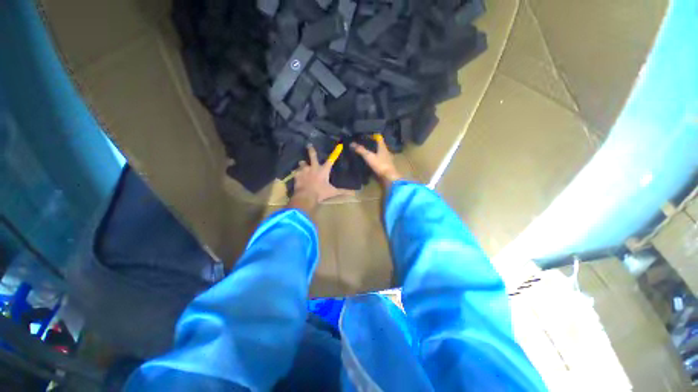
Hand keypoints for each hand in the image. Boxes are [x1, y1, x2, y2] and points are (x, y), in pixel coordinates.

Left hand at [288, 144, 353, 214]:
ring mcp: (304, 170)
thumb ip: (343, 191)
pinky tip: (296, 174)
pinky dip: (297, 173)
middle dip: (311, 150)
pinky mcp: (297, 175)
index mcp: (323, 170)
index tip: (339, 146)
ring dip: (303, 164)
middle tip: (309, 145)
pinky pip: (296, 171)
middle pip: (312, 155)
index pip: (331, 160)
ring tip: (302, 165)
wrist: (306, 196)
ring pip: (302, 163)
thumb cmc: (320, 193)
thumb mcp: (333, 192)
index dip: (335, 153)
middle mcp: (313, 167)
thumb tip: (354, 193)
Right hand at [351, 136, 401, 188]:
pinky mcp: (385, 166)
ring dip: (373, 152)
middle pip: (378, 145)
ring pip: (378, 153)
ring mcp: (386, 159)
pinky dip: (374, 159)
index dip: (373, 135)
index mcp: (383, 147)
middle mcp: (386, 151)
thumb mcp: (369, 156)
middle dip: (371, 144)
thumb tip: (352, 143)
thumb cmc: (380, 165)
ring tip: (364, 152)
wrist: (388, 178)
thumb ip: (361, 150)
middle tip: (362, 144)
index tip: (365, 135)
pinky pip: (378, 160)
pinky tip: (369, 161)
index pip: (379, 137)